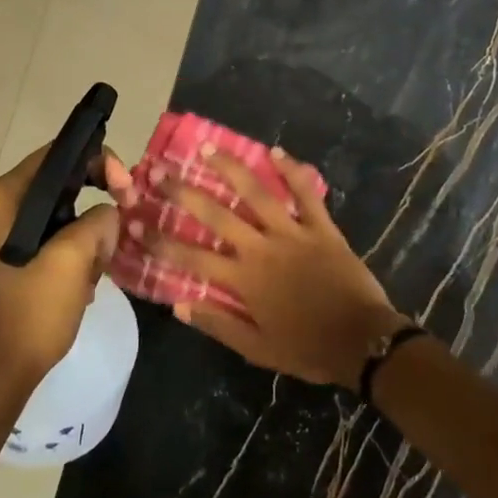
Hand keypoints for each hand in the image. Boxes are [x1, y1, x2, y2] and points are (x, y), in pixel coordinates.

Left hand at [0, 143, 131, 396]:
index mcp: (1, 198)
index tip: (126, 191)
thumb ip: (98, 221)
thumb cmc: (32, 312)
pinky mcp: (3, 258)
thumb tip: (108, 213)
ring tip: (96, 269)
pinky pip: (48, 238)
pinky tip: (81, 281)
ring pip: (59, 214)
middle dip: (95, 206)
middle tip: (121, 227)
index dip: (100, 163)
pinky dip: (70, 252)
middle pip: (59, 184)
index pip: (58, 155)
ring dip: (86, 236)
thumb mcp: (74, 259)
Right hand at [160, 147, 406, 386]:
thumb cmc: (308, 348)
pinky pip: (305, 194)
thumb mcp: (258, 349)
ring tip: (208, 147)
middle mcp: (262, 248)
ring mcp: (294, 233)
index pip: (191, 258)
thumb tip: (178, 304)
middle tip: (160, 171)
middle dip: (184, 193)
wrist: (363, 342)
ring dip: (231, 168)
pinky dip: (292, 171)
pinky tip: (275, 152)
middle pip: (216, 215)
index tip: (134, 224)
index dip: (160, 241)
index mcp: (244, 279)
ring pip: (257, 194)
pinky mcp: (322, 227)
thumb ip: (218, 324)